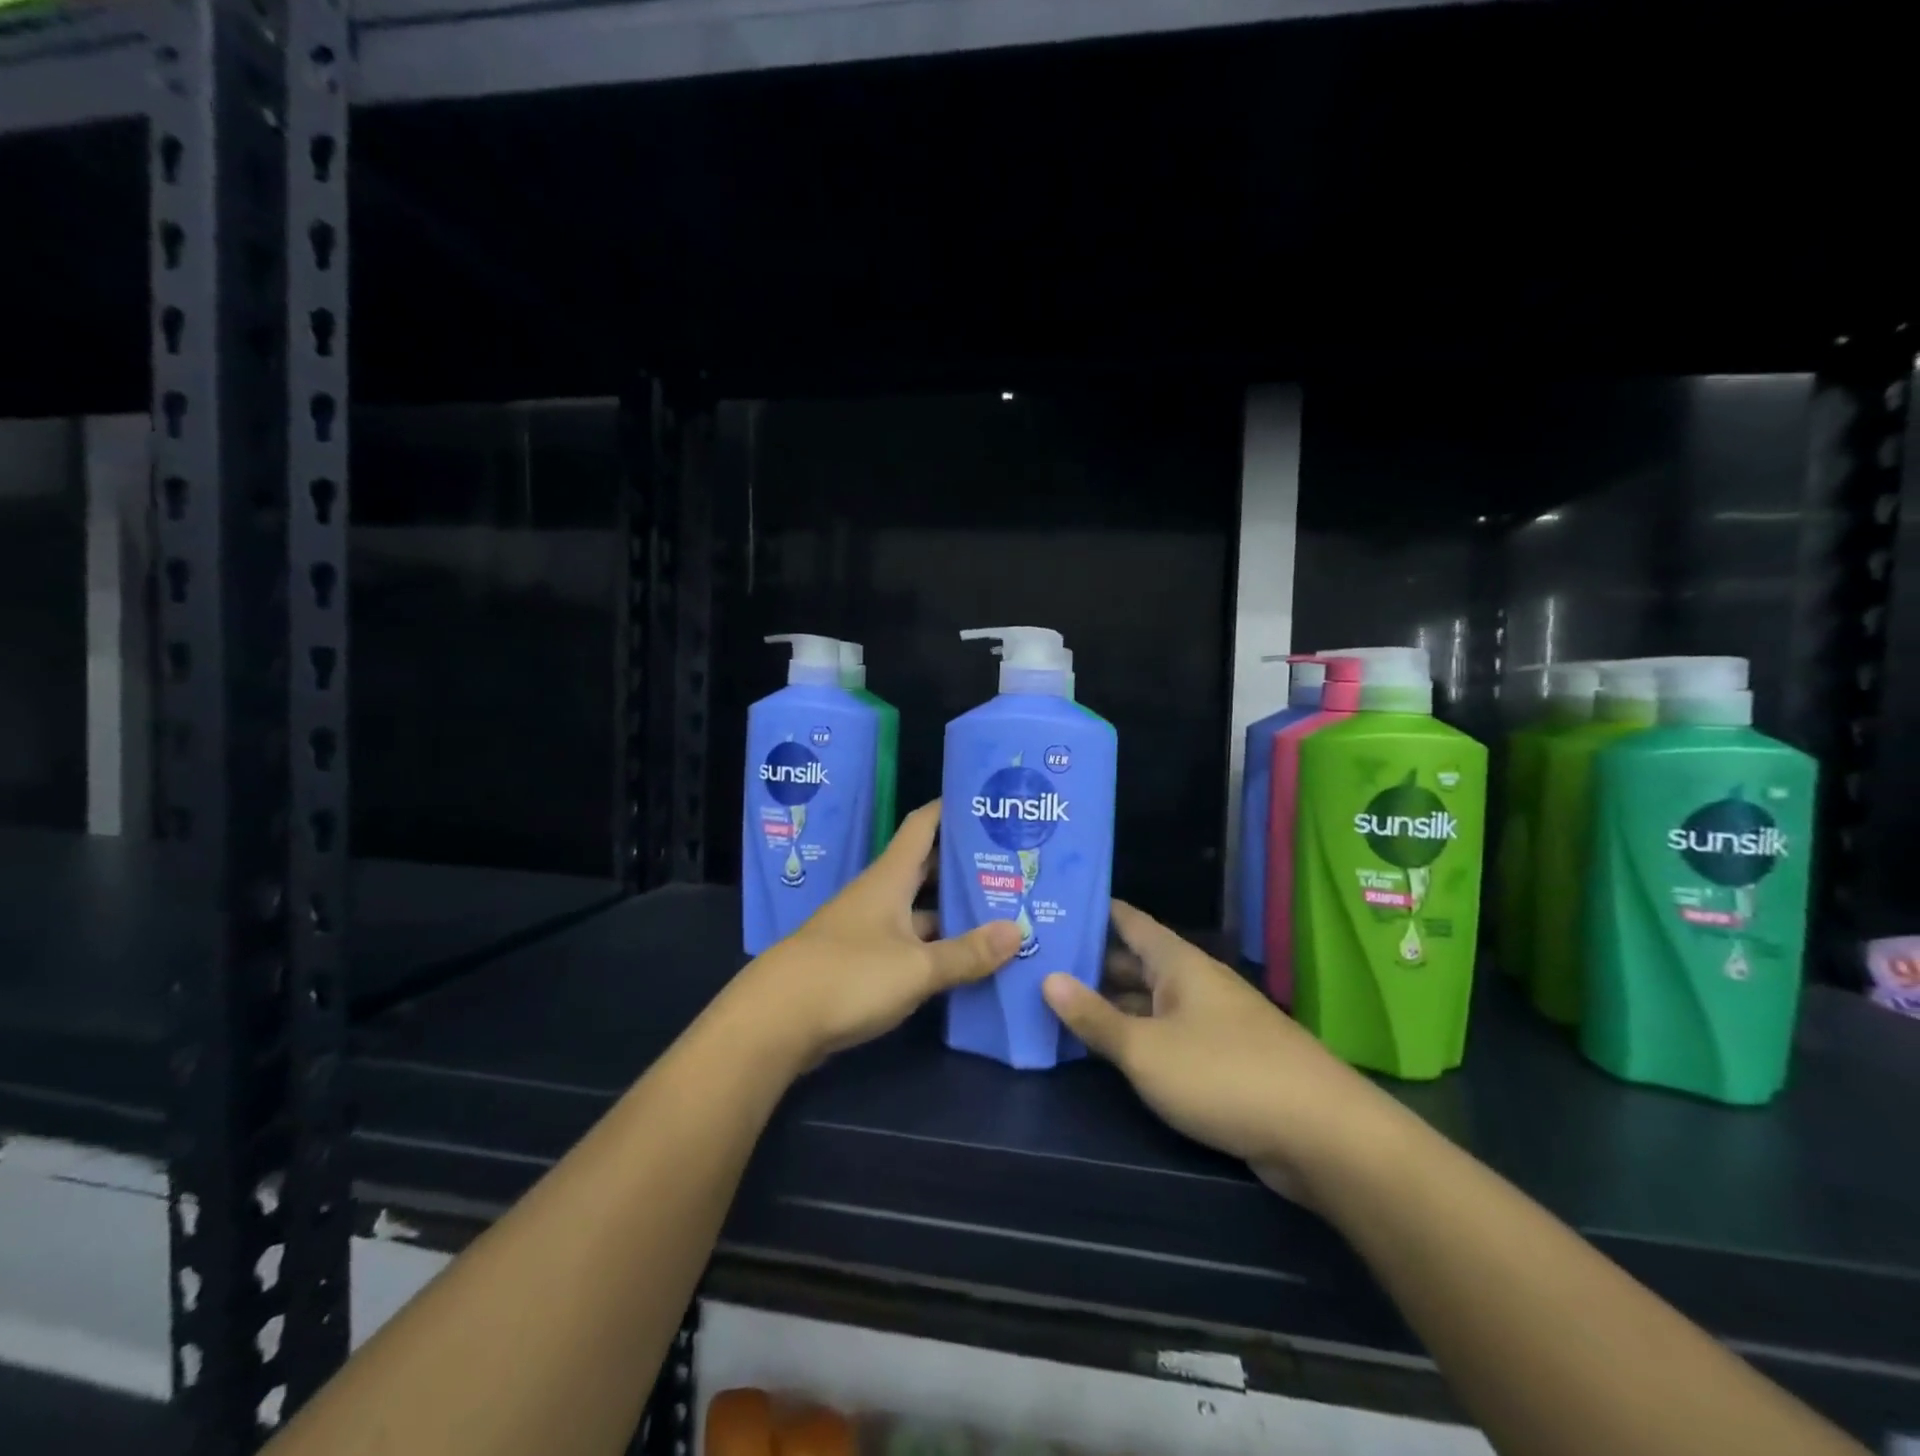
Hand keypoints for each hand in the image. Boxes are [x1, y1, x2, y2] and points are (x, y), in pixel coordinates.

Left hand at [739, 800, 1021, 1066]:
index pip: (924, 824)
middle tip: (1013, 863)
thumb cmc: (848, 976)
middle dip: (965, 863)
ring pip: (920, 909)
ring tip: (1003, 910)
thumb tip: (1018, 930)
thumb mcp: (917, 966)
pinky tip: (966, 958)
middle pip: (927, 867)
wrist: (776, 1021)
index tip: (989, 801)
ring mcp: (868, 929)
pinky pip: (909, 943)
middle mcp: (879, 894)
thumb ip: (966, 952)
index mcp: (890, 877)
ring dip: (954, 910)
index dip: (953, 808)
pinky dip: (936, 945)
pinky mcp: (862, 962)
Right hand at [1042, 901, 1399, 1202]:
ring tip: (1055, 1001)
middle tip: (1035, 960)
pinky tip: (1103, 1048)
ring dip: (1108, 1002)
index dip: (1091, 910)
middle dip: (1089, 962)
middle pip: (1133, 961)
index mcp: (1178, 962)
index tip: (1050, 904)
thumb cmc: (1224, 1075)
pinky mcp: (1221, 1059)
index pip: (1127, 920)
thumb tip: (1047, 978)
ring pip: (1148, 1000)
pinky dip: (1134, 1035)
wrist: (1322, 1135)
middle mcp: (1194, 982)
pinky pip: (1165, 1034)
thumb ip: (1094, 1017)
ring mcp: (1210, 1020)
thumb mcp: (1146, 1049)